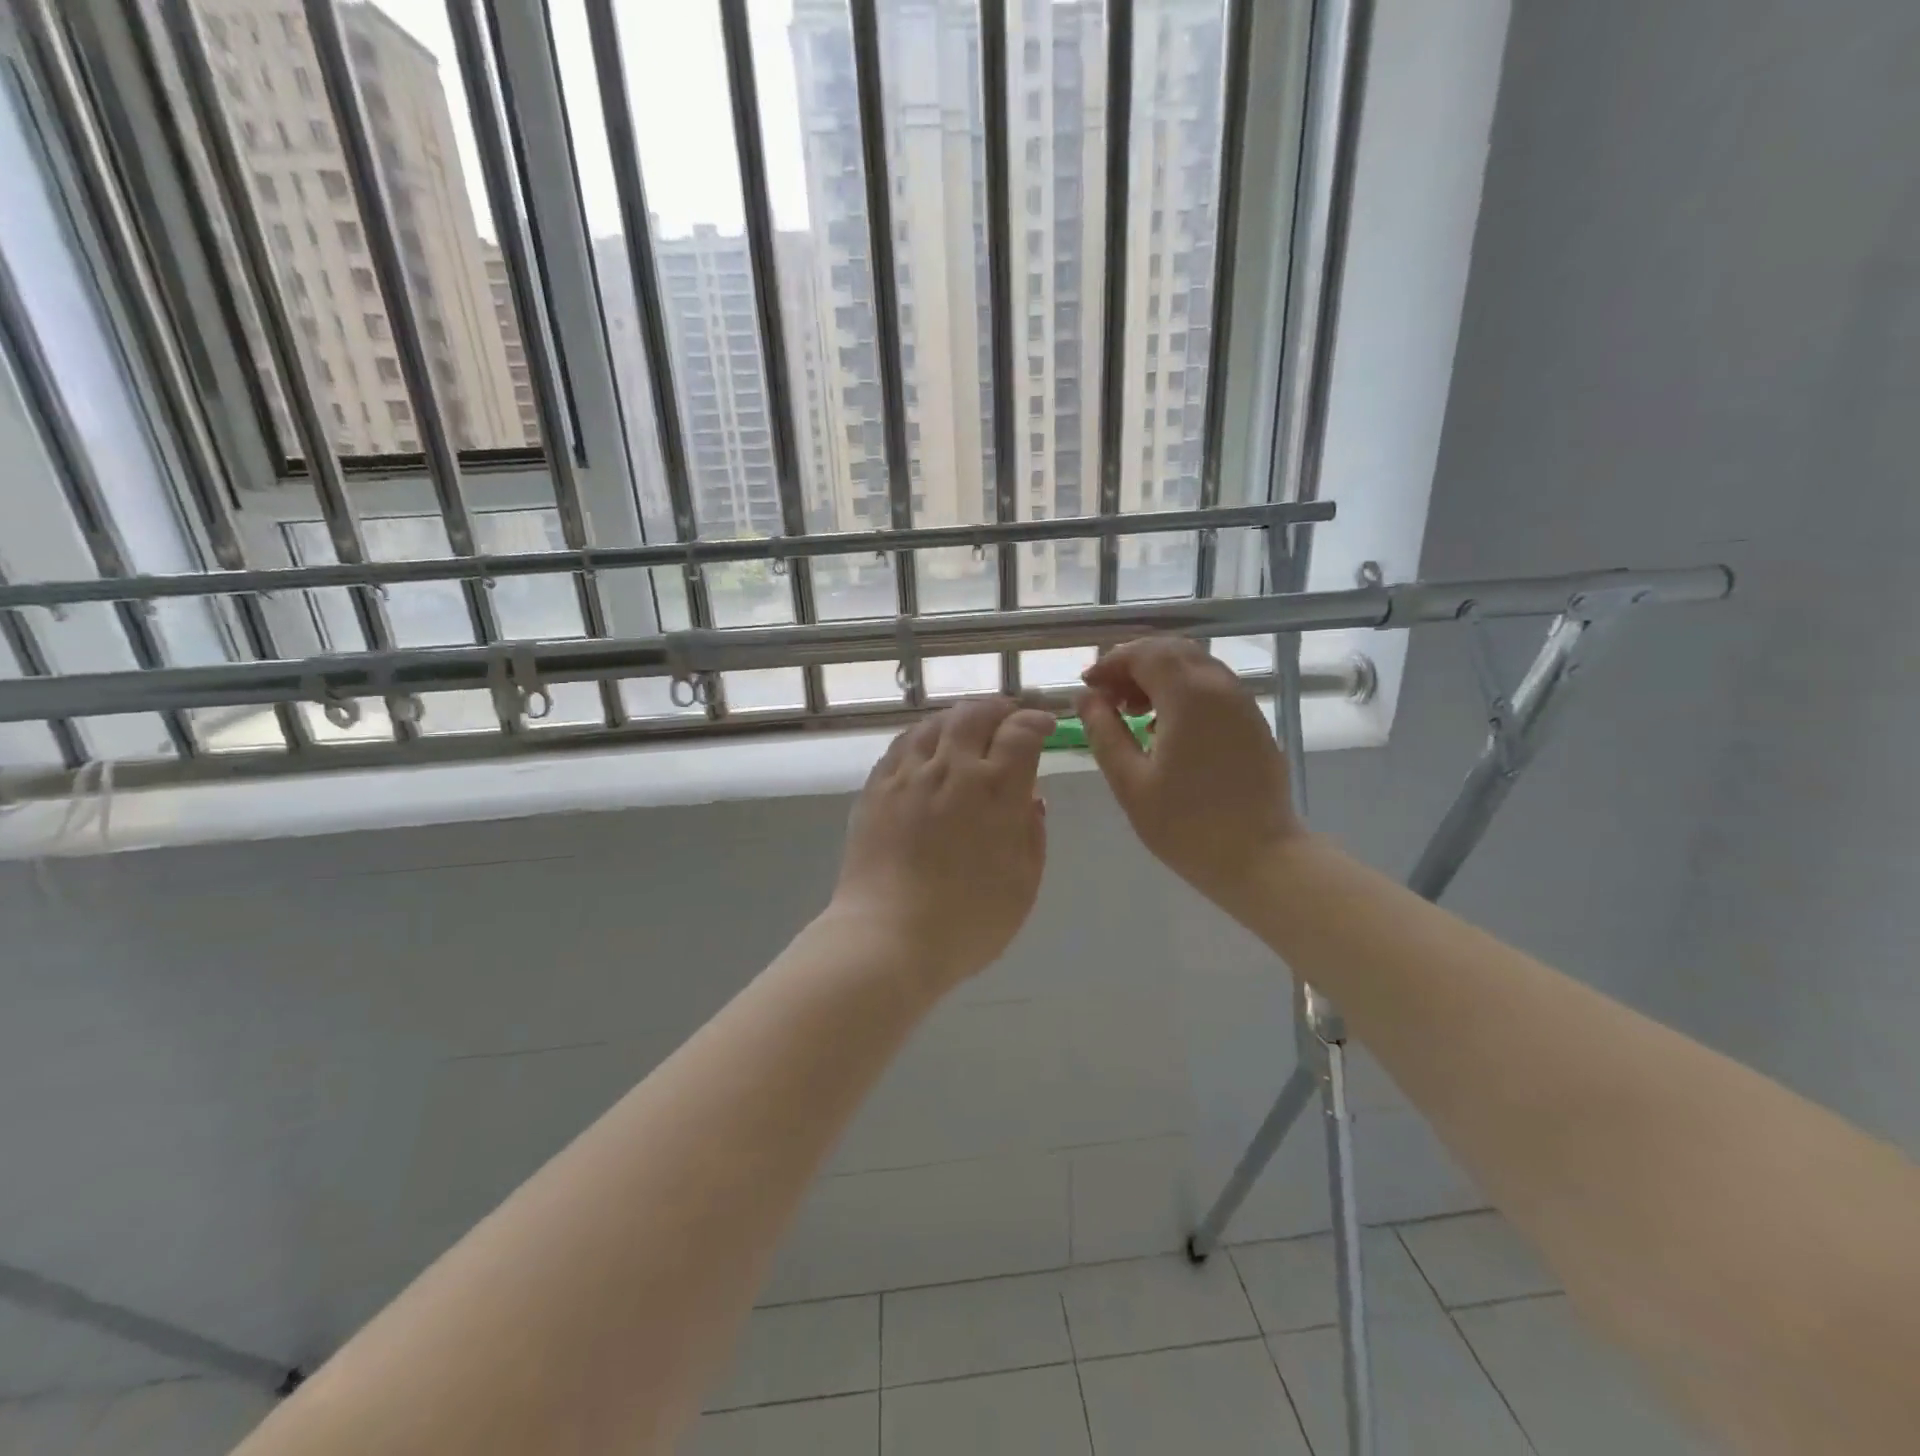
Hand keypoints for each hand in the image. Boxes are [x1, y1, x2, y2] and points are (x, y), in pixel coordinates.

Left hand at [830, 697, 1054, 987]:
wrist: (888, 937)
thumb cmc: (968, 921)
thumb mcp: (1023, 883)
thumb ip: (1031, 834)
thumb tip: (1030, 799)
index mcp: (995, 790)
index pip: (1020, 732)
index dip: (1035, 721)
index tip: (1044, 725)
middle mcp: (952, 769)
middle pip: (975, 714)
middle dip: (998, 709)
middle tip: (1008, 717)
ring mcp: (909, 775)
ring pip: (935, 723)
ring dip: (959, 717)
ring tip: (969, 726)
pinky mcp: (877, 788)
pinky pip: (902, 744)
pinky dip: (923, 734)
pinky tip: (927, 745)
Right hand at [1078, 637, 1303, 908]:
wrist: (1261, 858)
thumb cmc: (1187, 826)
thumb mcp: (1130, 782)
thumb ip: (1104, 733)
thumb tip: (1086, 698)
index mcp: (1189, 696)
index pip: (1145, 653)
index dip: (1111, 663)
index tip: (1088, 687)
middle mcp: (1220, 687)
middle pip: (1172, 651)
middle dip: (1134, 664)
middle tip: (1108, 698)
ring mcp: (1242, 703)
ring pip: (1195, 666)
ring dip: (1159, 676)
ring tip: (1132, 712)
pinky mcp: (1253, 722)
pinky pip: (1212, 687)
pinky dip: (1182, 691)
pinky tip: (1165, 728)